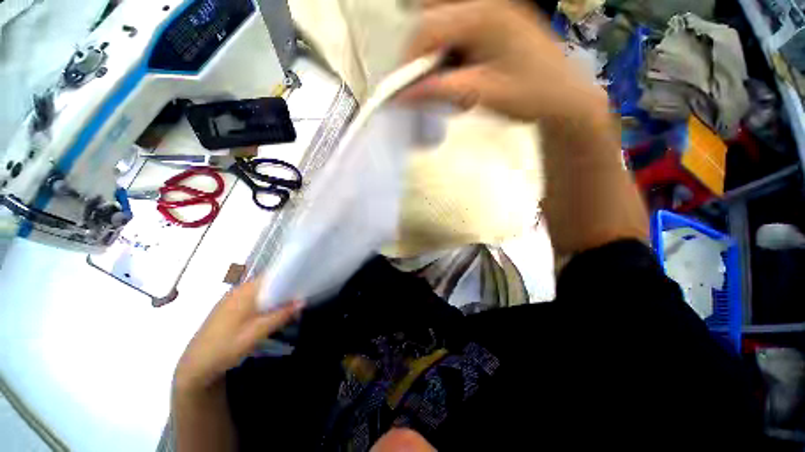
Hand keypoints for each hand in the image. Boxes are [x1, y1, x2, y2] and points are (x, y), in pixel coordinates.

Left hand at [173, 280, 301, 393]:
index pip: (272, 276)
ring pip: (261, 291)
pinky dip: (265, 302)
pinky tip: (270, 313)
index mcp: (245, 292)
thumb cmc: (226, 348)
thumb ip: (280, 315)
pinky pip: (253, 298)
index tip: (304, 283)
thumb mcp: (257, 333)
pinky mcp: (229, 308)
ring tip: (290, 306)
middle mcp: (238, 290)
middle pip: (267, 283)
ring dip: (275, 296)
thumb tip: (303, 301)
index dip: (290, 276)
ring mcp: (232, 299)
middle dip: (285, 288)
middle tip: (300, 297)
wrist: (195, 366)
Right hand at [403, 0, 606, 120]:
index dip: (409, 61)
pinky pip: (458, 30)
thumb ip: (440, 90)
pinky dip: (452, 53)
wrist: (564, 96)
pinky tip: (466, 73)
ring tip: (453, 81)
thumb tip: (401, 96)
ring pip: (443, 23)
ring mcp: (491, 8)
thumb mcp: (482, 94)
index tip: (404, 90)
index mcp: (484, 15)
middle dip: (424, 53)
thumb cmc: (529, 96)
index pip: (427, 28)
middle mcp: (485, 2)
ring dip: (439, 53)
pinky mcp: (494, 19)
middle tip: (432, 82)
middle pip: (432, 17)